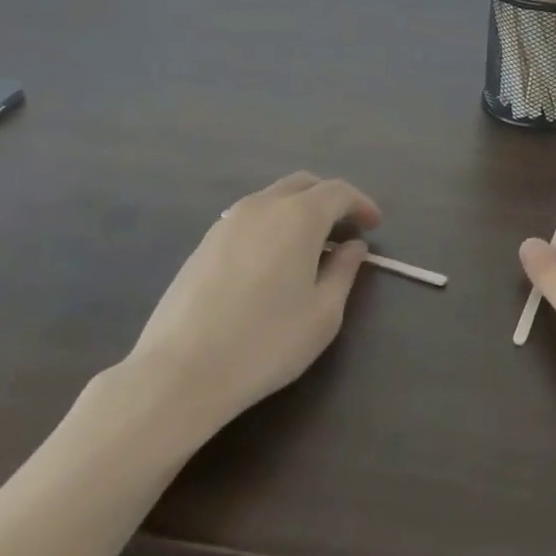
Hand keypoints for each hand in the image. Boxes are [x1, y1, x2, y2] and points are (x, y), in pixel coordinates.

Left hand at [126, 172, 381, 432]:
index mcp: (299, 216)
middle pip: (304, 184)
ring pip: (274, 197)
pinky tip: (273, 260)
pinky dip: (272, 224)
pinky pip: (250, 217)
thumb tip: (353, 246)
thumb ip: (344, 271)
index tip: (374, 225)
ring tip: (311, 245)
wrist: (181, 371)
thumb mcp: (323, 313)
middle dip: (330, 199)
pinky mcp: (204, 242)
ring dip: (299, 210)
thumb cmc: (266, 342)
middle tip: (346, 227)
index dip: (361, 204)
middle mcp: (264, 206)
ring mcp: (228, 221)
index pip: (338, 191)